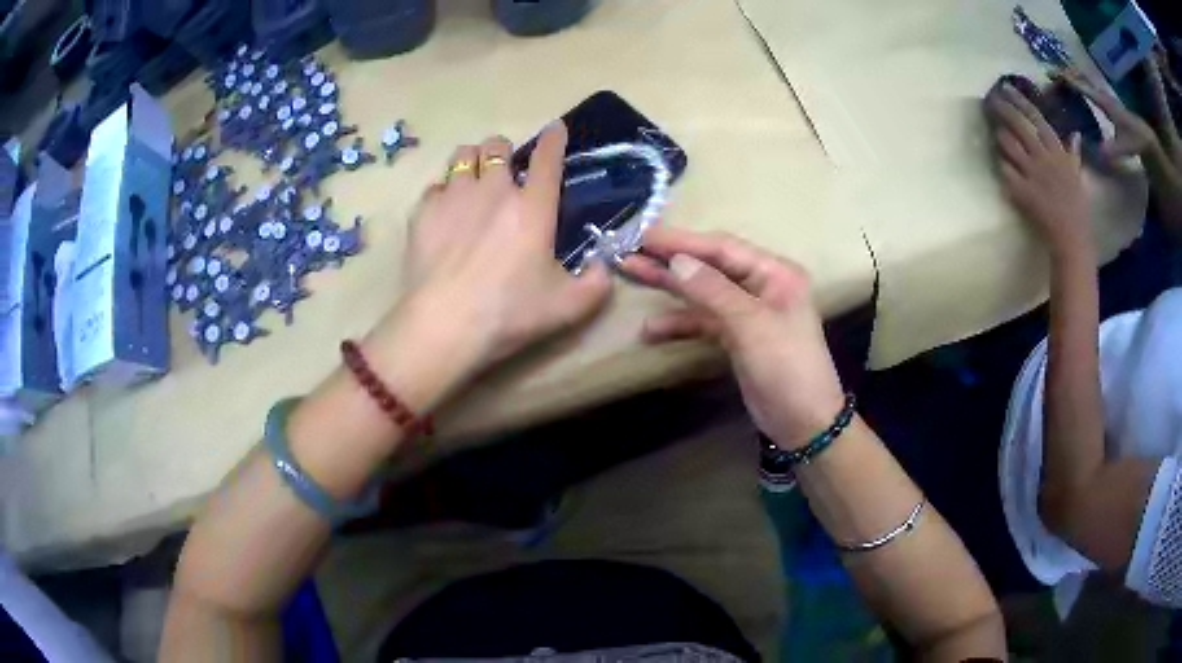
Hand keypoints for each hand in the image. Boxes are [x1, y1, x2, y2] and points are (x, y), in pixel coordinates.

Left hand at [370, 123, 611, 396]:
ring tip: (472, 181)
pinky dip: (443, 192)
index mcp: (533, 207)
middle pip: (496, 145)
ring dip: (471, 161)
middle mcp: (493, 190)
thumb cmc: (510, 313)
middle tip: (504, 172)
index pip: (547, 158)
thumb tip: (603, 267)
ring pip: (462, 155)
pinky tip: (444, 212)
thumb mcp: (568, 307)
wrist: (445, 325)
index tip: (555, 129)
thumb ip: (596, 284)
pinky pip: (435, 186)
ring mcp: (454, 197)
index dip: (554, 139)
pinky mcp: (423, 212)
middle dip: (503, 151)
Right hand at [622, 229, 844, 449]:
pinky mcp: (737, 337)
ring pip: (703, 292)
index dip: (683, 241)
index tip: (644, 236)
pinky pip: (703, 321)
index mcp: (775, 273)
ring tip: (632, 275)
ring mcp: (748, 312)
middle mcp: (762, 285)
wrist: (803, 423)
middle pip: (710, 266)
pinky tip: (651, 329)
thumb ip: (713, 291)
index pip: (723, 248)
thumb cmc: (786, 367)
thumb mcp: (751, 325)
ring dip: (670, 288)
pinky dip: (680, 324)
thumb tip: (676, 260)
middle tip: (631, 252)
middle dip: (671, 259)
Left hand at [987, 83, 1091, 252]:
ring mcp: (1032, 174)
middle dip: (1002, 110)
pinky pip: (1005, 171)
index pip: (1036, 118)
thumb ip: (1074, 154)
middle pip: (1018, 125)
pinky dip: (1001, 166)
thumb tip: (1076, 134)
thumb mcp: (1078, 176)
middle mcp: (1044, 157)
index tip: (1007, 88)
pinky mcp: (1022, 191)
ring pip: (1008, 144)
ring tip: (993, 130)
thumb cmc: (1077, 209)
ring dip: (999, 136)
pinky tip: (998, 163)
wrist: (1072, 239)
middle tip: (990, 100)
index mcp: (1058, 152)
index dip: (1020, 102)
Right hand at [1056, 67, 1158, 160]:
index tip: (1053, 74)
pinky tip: (1080, 96)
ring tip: (1064, 83)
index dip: (1069, 80)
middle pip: (1083, 81)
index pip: (1084, 87)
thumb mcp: (1125, 147)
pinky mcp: (1109, 107)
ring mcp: (1106, 100)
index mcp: (1104, 102)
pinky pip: (1092, 94)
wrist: (1147, 140)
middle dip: (1070, 77)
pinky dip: (1083, 91)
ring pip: (1087, 86)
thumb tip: (1097, 153)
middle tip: (1054, 76)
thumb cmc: (1136, 141)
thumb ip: (1112, 150)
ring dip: (1076, 82)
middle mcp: (1103, 96)